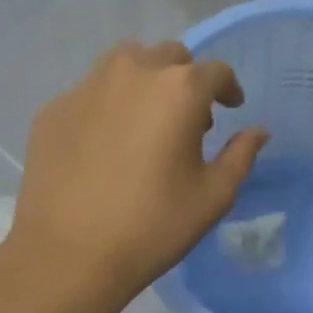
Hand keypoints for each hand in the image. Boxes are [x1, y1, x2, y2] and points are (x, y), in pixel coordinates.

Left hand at [12, 40, 268, 302]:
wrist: (67, 256)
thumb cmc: (153, 225)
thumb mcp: (214, 196)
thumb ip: (241, 155)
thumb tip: (257, 132)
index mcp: (180, 89)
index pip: (216, 71)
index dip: (228, 88)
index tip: (230, 109)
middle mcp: (134, 73)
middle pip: (170, 56)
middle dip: (186, 79)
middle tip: (188, 117)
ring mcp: (88, 87)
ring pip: (126, 62)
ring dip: (146, 80)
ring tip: (146, 119)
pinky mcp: (54, 108)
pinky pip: (91, 91)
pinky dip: (108, 104)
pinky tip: (106, 143)